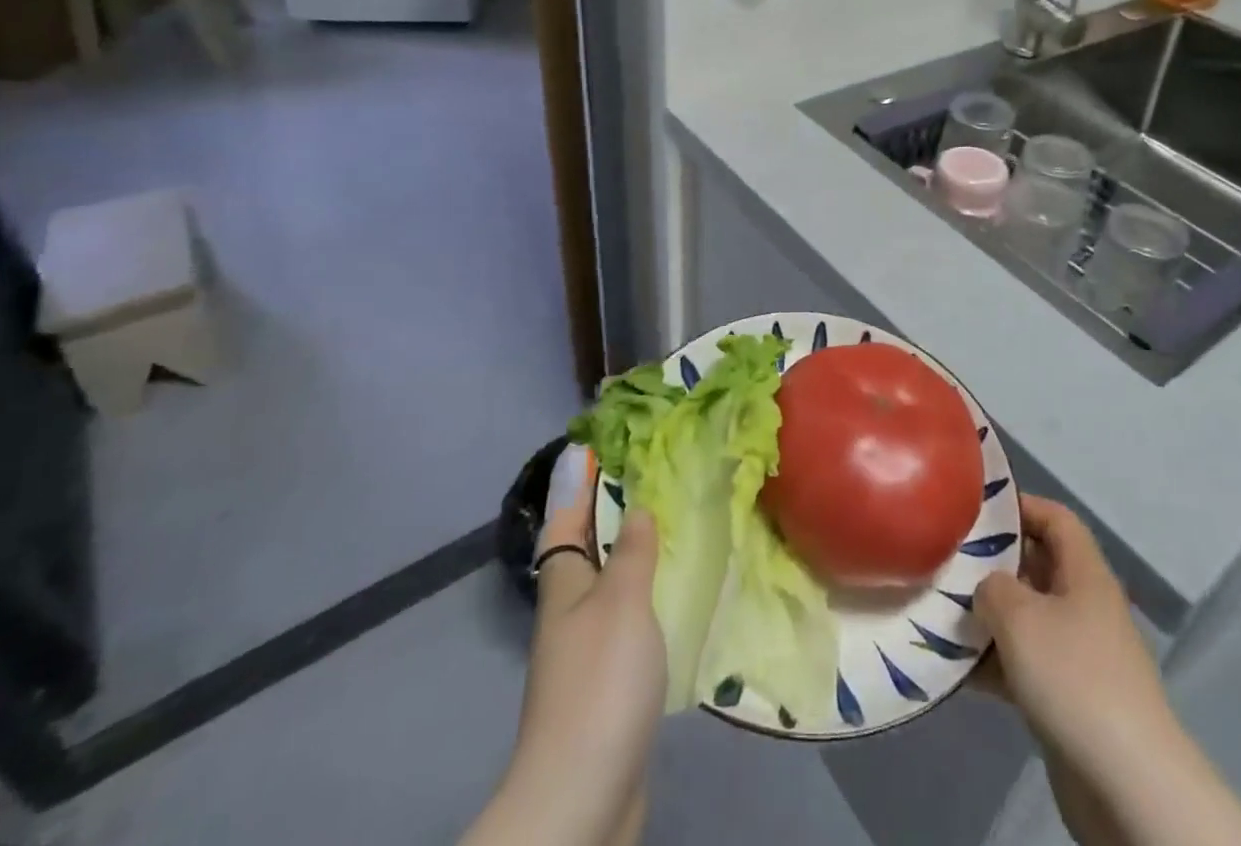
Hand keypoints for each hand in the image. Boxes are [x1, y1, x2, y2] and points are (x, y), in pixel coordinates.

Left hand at [470, 447, 662, 845]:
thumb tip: (636, 507)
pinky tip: (675, 593)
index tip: (591, 445)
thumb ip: (631, 552)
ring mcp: (587, 650)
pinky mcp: (608, 683)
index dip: (575, 481)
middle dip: (608, 511)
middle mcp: (570, 609)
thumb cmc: (600, 682)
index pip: (565, 517)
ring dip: (632, 552)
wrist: (582, 795)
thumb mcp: (622, 602)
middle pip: (585, 547)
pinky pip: (628, 618)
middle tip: (647, 475)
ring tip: (669, 523)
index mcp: (565, 582)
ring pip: (609, 582)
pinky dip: (646, 595)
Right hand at [973, 495, 1174, 778]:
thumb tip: (987, 590)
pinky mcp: (1068, 699)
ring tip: (941, 613)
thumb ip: (992, 587)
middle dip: (992, 563)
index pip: (1055, 518)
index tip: (976, 510)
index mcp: (1085, 574)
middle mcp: (1084, 606)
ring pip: (1026, 618)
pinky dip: (993, 663)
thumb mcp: (1019, 615)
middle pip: (1036, 567)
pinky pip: (1024, 665)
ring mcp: (1078, 655)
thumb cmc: (1073, 676)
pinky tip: (955, 668)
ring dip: (987, 617)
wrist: (1127, 784)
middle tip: (947, 561)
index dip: (1020, 505)